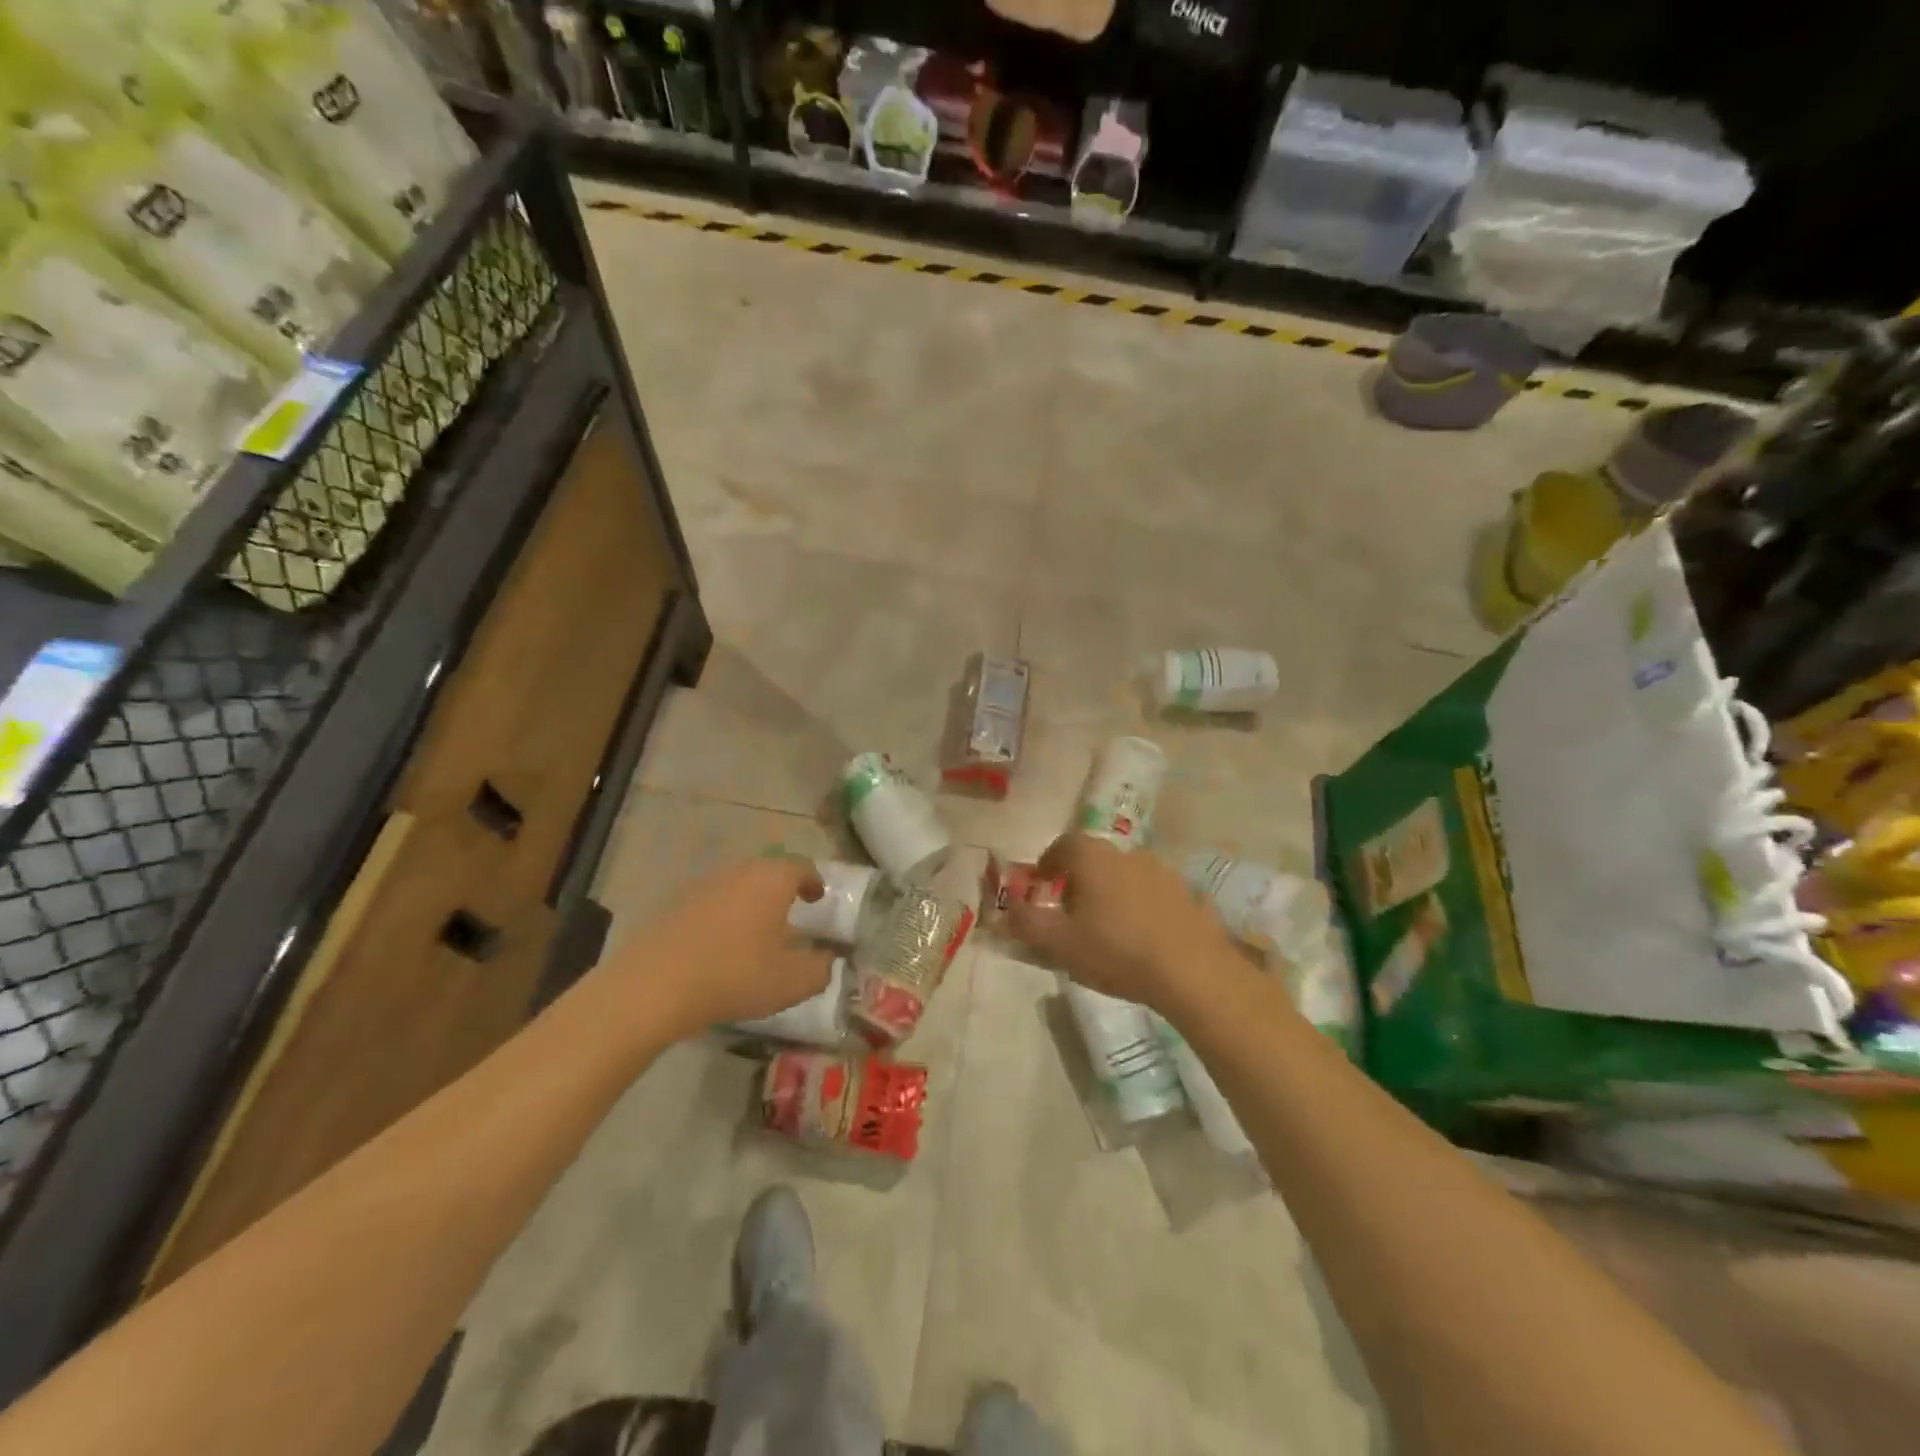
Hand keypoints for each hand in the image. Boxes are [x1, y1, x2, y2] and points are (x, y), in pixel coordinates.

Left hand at [610, 856, 834, 1038]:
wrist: (653, 986)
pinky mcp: (673, 906)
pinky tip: (720, 946)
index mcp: (771, 879)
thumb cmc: (735, 975)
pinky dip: (722, 918)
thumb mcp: (792, 981)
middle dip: (781, 891)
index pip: (802, 866)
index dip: (814, 881)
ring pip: (737, 887)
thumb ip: (820, 968)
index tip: (818, 897)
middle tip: (790, 914)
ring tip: (755, 933)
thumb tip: (828, 958)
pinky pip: (710, 904)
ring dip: (750, 904)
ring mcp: (701, 886)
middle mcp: (738, 872)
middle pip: (767, 872)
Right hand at [1006, 833, 1243, 1014]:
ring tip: (1107, 929)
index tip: (1042, 886)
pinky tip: (1141, 939)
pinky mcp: (1188, 895)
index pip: (1063, 844)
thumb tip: (1005, 910)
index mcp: (1094, 858)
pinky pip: (1153, 895)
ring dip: (1111, 894)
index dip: (1048, 862)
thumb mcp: (1060, 943)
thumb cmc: (1116, 950)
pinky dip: (1140, 908)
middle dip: (1079, 880)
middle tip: (1070, 913)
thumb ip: (1026, 923)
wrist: (1193, 971)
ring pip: (1125, 876)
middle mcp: (1128, 854)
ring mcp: (1163, 872)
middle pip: (1095, 859)